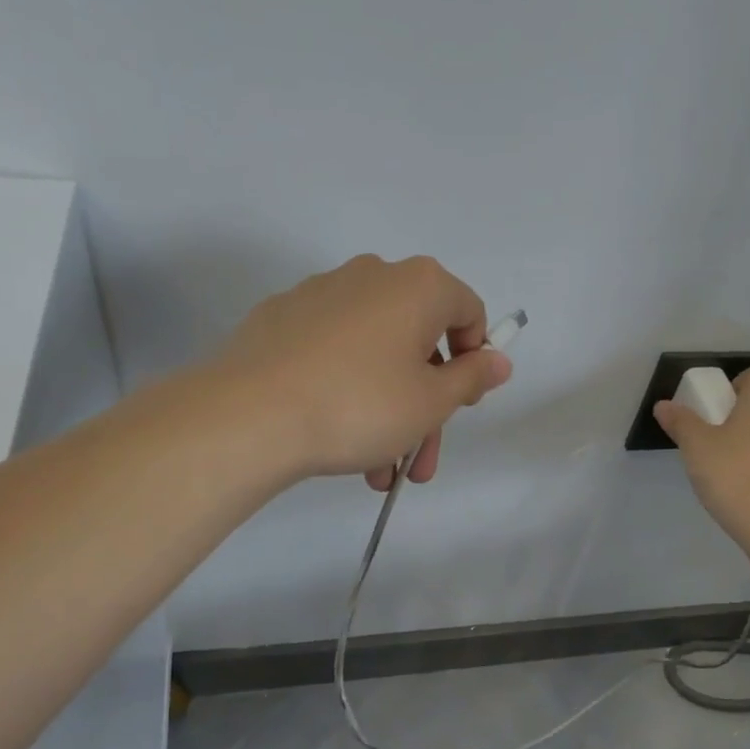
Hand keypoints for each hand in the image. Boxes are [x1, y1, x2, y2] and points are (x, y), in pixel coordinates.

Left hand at [209, 254, 511, 487]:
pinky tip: (341, 443)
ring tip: (379, 472)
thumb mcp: (431, 402)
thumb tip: (498, 360)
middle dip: (427, 408)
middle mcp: (372, 276)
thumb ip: (471, 378)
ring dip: (388, 414)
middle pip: (419, 341)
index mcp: (417, 286)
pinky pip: (335, 355)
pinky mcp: (282, 320)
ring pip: (376, 355)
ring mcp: (321, 295)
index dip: (474, 359)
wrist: (250, 416)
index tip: (461, 404)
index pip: (468, 312)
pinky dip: (349, 392)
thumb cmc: (360, 405)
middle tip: (421, 463)